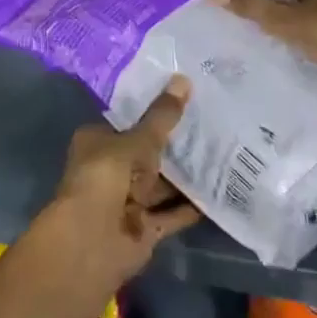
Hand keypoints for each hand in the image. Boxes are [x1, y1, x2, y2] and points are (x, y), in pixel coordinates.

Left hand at [46, 77, 200, 288]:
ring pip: (161, 184)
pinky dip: (191, 206)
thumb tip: (183, 79)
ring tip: (223, 153)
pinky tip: (220, 192)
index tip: (184, 101)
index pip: (127, 122)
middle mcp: (109, 169)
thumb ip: (162, 116)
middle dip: (174, 146)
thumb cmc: (107, 176)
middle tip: (212, 125)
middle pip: (146, 154)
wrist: (93, 238)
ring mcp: (126, 201)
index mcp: (97, 142)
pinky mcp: (143, 228)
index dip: (152, 113)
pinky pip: (172, 213)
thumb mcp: (139, 140)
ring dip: (186, 176)